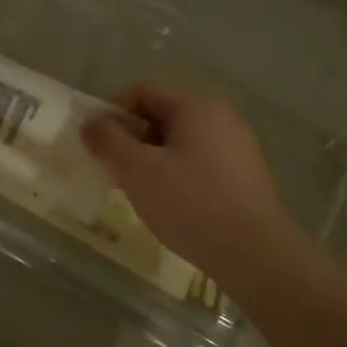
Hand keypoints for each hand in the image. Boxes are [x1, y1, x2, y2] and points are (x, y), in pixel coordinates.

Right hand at [81, 82, 299, 275]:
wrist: (256, 254)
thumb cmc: (191, 203)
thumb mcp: (137, 171)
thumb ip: (108, 141)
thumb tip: (90, 122)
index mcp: (196, 106)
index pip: (144, 91)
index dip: (113, 111)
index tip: (97, 144)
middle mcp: (221, 117)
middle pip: (163, 114)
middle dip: (132, 138)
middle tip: (114, 170)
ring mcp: (238, 147)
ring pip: (180, 141)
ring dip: (152, 158)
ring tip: (139, 191)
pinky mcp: (245, 176)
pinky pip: (199, 161)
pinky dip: (176, 174)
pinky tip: (171, 205)